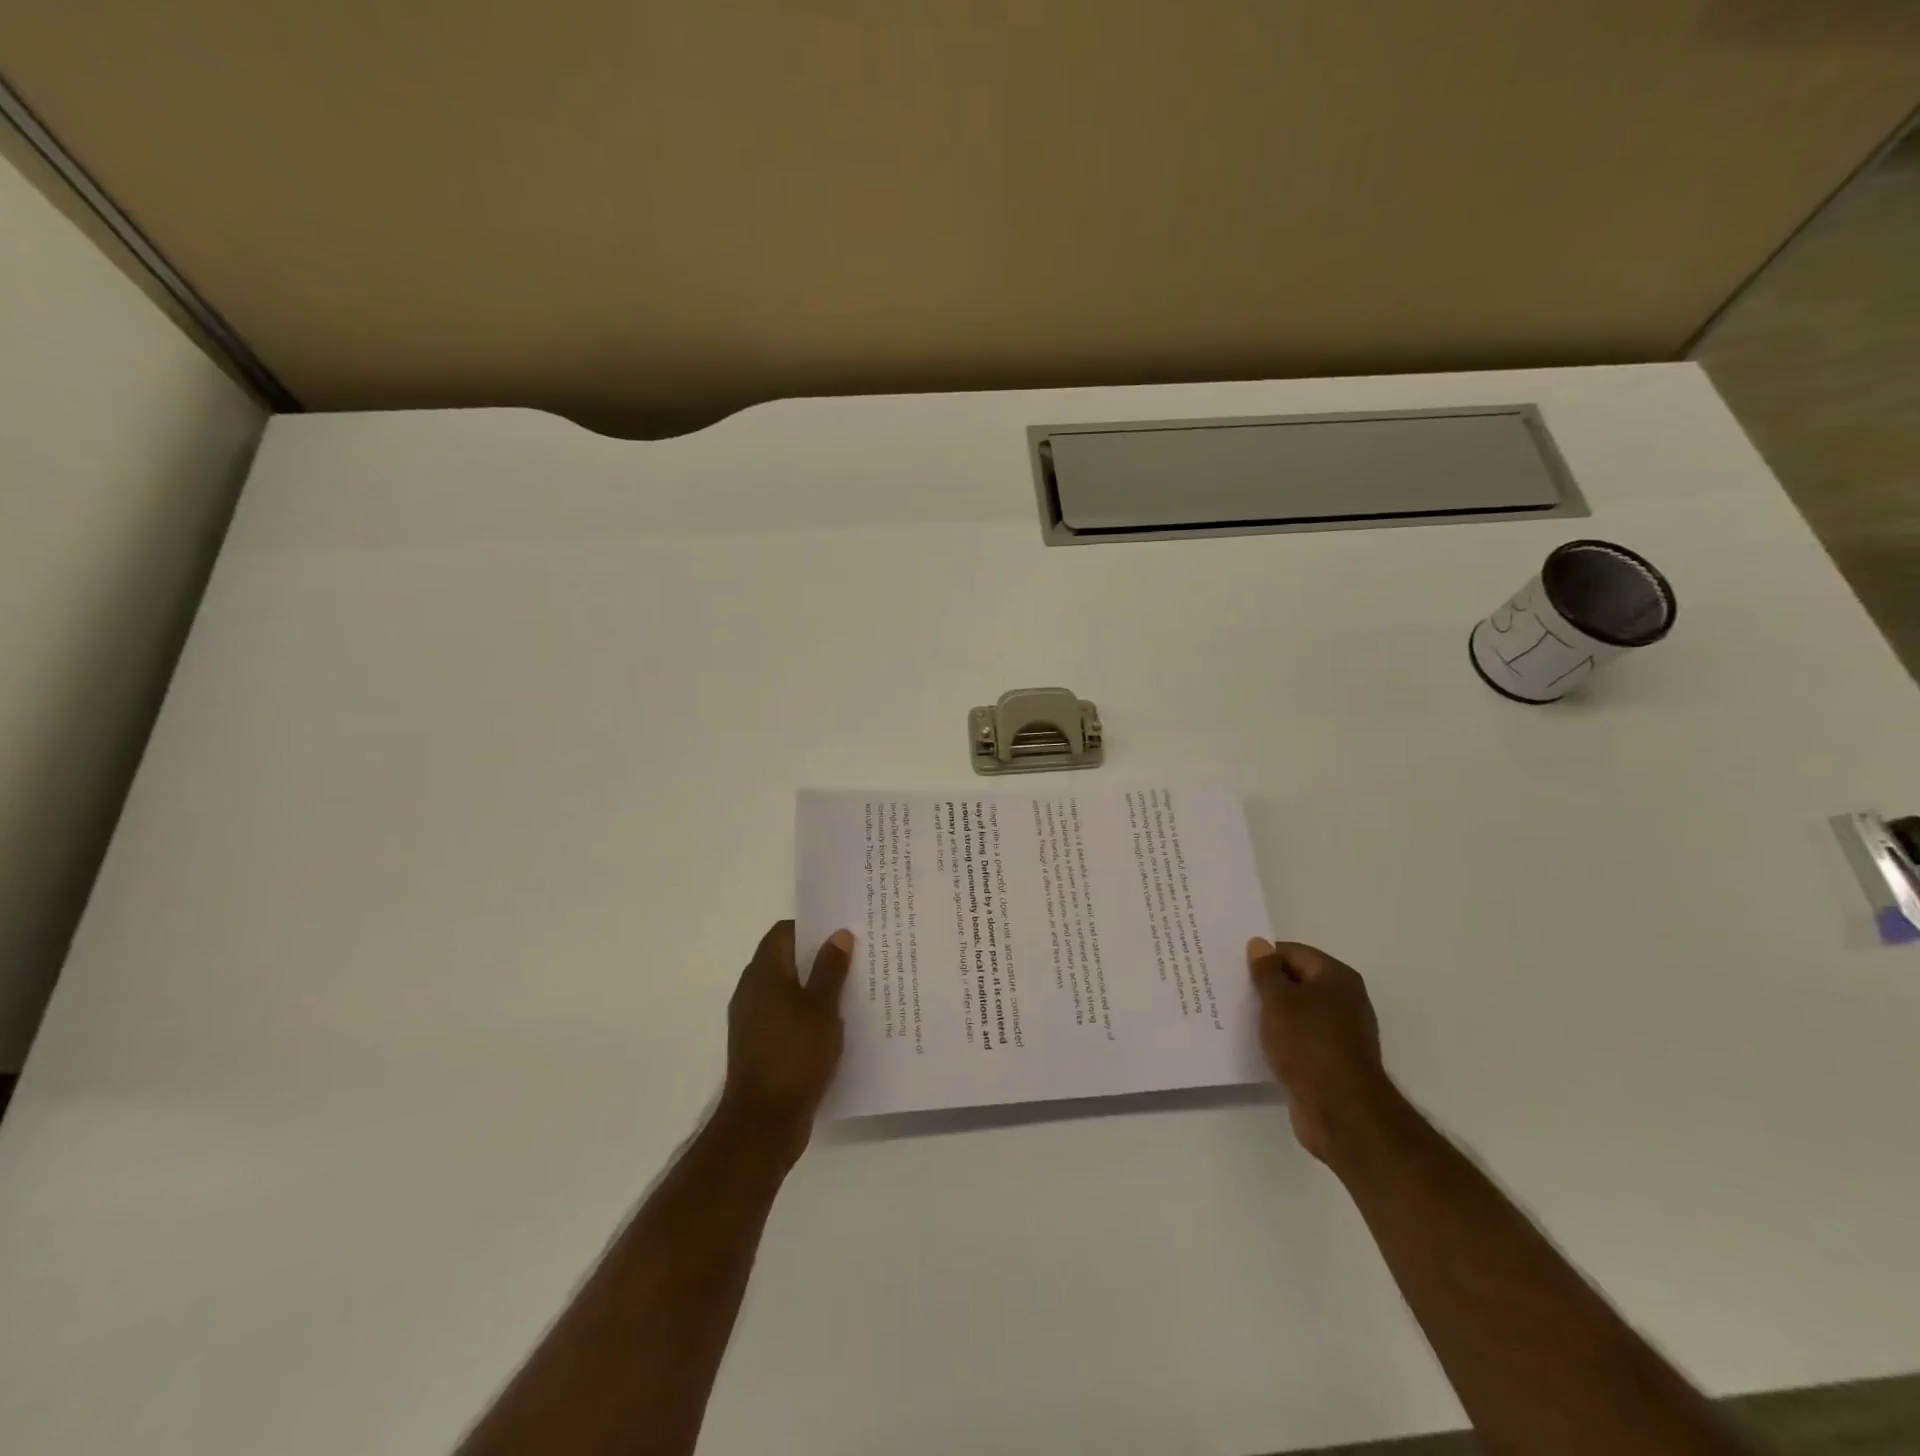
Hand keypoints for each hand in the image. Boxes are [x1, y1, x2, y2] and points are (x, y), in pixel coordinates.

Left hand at [720, 921, 854, 1152]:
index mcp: (763, 973)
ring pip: (787, 989)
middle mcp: (752, 990)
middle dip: (817, 955)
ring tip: (852, 987)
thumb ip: (830, 968)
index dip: (812, 926)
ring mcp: (752, 1019)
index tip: (842, 929)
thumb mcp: (822, 1007)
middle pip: (785, 959)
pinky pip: (785, 1015)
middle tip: (854, 955)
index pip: (784, 932)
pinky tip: (834, 1023)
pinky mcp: (759, 1045)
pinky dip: (806, 1012)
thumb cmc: (794, 1055)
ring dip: (814, 986)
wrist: (764, 1122)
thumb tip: (838, 934)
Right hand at [1247, 938, 1398, 1163]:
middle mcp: (1344, 1001)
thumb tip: (1259, 944)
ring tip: (1236, 1014)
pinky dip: (1280, 1039)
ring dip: (1271, 1014)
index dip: (1263, 956)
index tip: (1234, 966)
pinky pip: (1299, 1040)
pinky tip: (1256, 1044)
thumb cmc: (1309, 1042)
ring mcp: (1340, 1034)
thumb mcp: (1279, 999)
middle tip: (1230, 988)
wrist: (1341, 1110)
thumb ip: (1266, 970)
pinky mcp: (1331, 1063)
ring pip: (1296, 1013)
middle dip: (1265, 985)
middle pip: (1297, 982)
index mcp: (1337, 977)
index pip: (1294, 952)